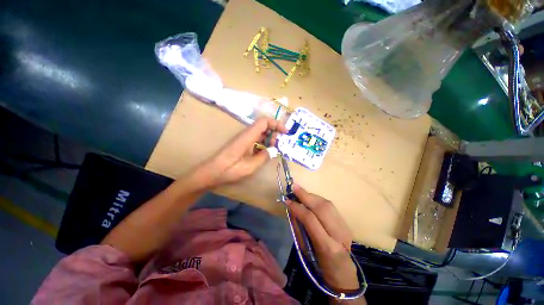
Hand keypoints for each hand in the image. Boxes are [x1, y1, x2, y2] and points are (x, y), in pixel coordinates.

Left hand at [195, 118, 286, 188]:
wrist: (211, 172)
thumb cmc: (229, 169)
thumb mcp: (250, 166)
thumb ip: (264, 157)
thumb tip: (274, 151)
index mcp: (248, 136)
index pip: (264, 121)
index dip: (276, 124)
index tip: (285, 132)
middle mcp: (245, 134)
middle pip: (263, 126)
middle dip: (274, 133)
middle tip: (277, 146)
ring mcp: (243, 139)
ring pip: (260, 133)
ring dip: (268, 139)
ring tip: (272, 151)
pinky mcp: (241, 144)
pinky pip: (255, 139)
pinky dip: (262, 143)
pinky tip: (264, 153)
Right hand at [287, 184, 358, 290]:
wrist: (343, 274)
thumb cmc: (319, 265)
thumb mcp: (305, 250)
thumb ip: (298, 227)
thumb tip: (292, 208)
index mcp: (327, 246)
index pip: (310, 220)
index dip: (298, 208)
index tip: (287, 200)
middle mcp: (339, 234)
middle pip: (321, 208)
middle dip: (306, 195)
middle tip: (294, 187)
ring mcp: (345, 227)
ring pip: (327, 204)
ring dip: (312, 195)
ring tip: (300, 191)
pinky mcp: (346, 223)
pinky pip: (331, 206)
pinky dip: (318, 200)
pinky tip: (311, 198)